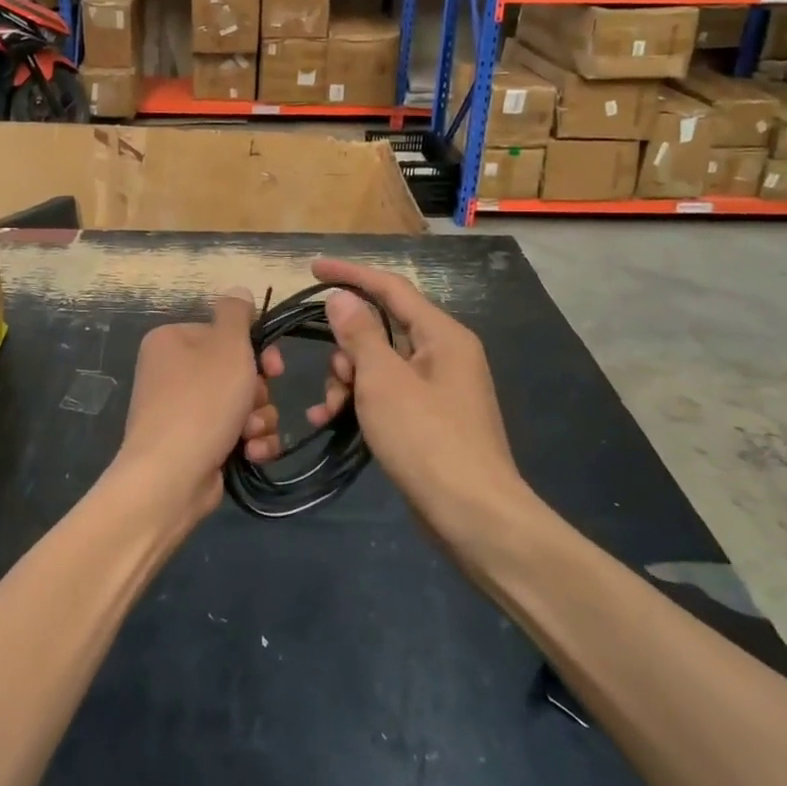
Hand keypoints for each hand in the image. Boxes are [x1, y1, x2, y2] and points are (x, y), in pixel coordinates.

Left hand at [107, 291, 283, 532]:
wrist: (170, 476)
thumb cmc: (201, 401)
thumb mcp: (226, 345)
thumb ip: (236, 313)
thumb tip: (238, 292)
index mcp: (171, 341)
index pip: (224, 334)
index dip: (256, 349)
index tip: (274, 366)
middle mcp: (171, 373)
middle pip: (235, 371)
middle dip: (256, 391)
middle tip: (255, 403)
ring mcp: (180, 411)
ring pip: (240, 404)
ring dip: (257, 418)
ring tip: (250, 433)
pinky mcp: (193, 445)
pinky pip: (233, 433)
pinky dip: (248, 442)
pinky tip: (251, 452)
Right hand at [306, 259, 537, 542]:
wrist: (474, 517)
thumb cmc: (427, 439)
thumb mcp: (383, 380)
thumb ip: (360, 333)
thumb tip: (342, 297)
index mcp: (442, 335)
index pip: (391, 288)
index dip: (350, 274)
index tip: (312, 268)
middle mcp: (444, 354)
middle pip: (382, 329)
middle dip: (347, 348)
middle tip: (334, 377)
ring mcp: (438, 388)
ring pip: (379, 364)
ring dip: (348, 380)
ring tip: (331, 410)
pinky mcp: (429, 418)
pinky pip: (386, 393)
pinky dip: (361, 402)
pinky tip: (332, 422)